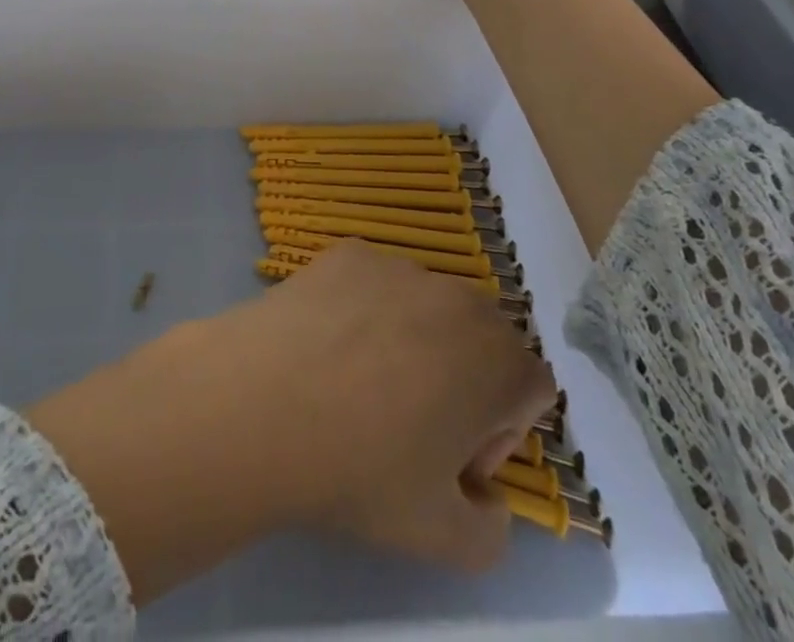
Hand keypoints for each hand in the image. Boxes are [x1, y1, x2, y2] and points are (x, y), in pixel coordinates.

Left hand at [214, 240, 555, 565]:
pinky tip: (327, 345)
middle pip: (482, 339)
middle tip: (409, 423)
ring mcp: (398, 265)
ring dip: (413, 341)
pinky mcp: (347, 251)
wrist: (263, 403)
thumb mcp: (447, 541)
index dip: (501, 432)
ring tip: (358, 382)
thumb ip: (493, 528)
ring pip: (426, 306)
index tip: (451, 460)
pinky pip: (375, 283)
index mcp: (498, 361)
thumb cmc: (362, 471)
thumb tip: (483, 493)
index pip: (530, 390)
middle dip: (463, 380)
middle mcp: (457, 297)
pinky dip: (365, 309)